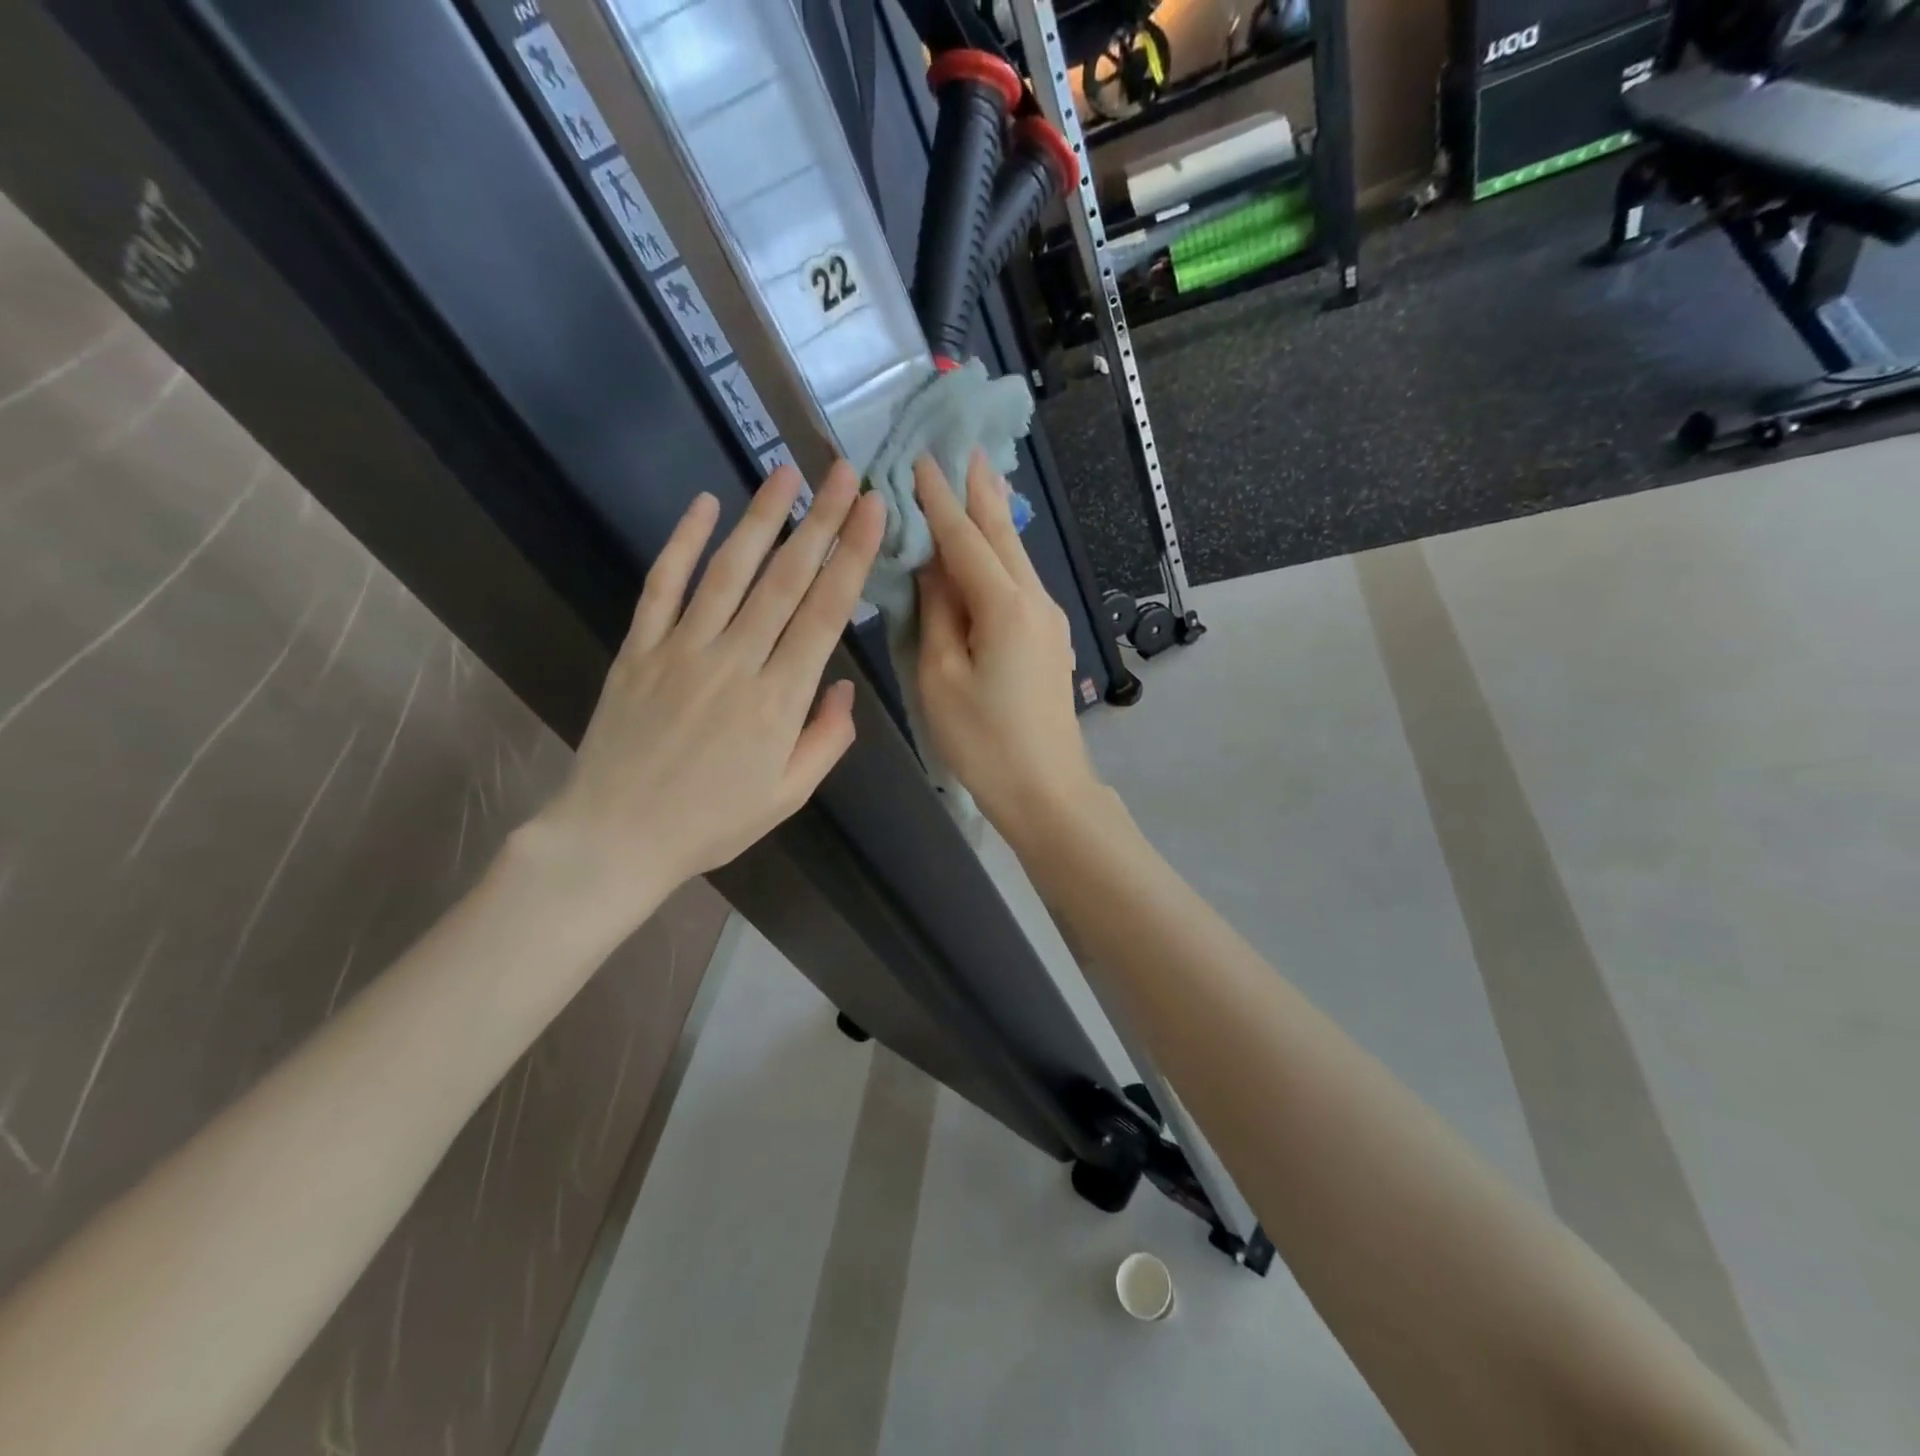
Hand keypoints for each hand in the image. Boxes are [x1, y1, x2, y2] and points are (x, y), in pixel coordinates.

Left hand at [526, 463, 883, 931]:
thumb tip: (844, 688)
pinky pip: (662, 586)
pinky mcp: (638, 649)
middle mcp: (736, 661)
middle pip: (786, 579)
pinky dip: (682, 543)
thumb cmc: (711, 823)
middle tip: (843, 471)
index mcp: (779, 700)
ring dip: (761, 518)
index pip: (826, 613)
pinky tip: (702, 506)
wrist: (615, 838)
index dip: (852, 555)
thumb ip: (825, 740)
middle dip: (820, 520)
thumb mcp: (787, 796)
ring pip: (729, 570)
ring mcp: (682, 649)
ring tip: (785, 473)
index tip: (872, 509)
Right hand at [914, 453, 1101, 840]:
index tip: (920, 458)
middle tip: (964, 446)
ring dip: (994, 519)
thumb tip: (932, 565)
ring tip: (977, 480)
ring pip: (1016, 557)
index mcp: (1004, 607)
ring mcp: (1049, 620)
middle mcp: (1034, 601)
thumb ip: (936, 613)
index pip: (964, 539)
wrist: (1046, 790)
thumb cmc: (984, 741)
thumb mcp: (941, 678)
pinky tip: (992, 547)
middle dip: (980, 491)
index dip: (939, 500)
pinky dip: (1002, 555)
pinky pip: (1021, 582)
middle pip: (1002, 536)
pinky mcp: (1050, 640)